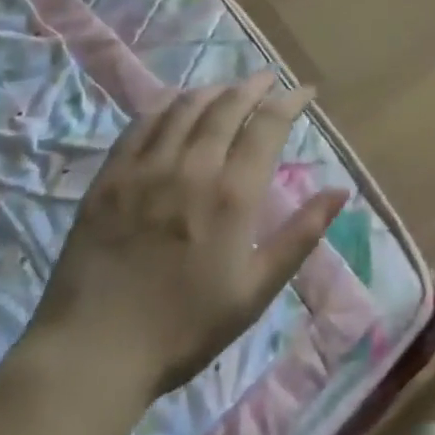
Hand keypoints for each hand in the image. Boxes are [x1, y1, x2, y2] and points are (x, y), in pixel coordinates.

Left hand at [21, 74, 347, 416]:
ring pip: (186, 107)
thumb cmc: (185, 328)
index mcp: (233, 193)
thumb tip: (341, 190)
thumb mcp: (255, 291)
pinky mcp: (111, 176)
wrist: (93, 355)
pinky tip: (175, 101)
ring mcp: (147, 167)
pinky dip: (165, 104)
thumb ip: (300, 235)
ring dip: (214, 89)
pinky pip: (142, 123)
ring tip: (228, 88)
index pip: (268, 124)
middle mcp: (193, 167)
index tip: (305, 92)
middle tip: (268, 79)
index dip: (290, 100)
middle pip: (228, 105)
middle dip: (254, 85)